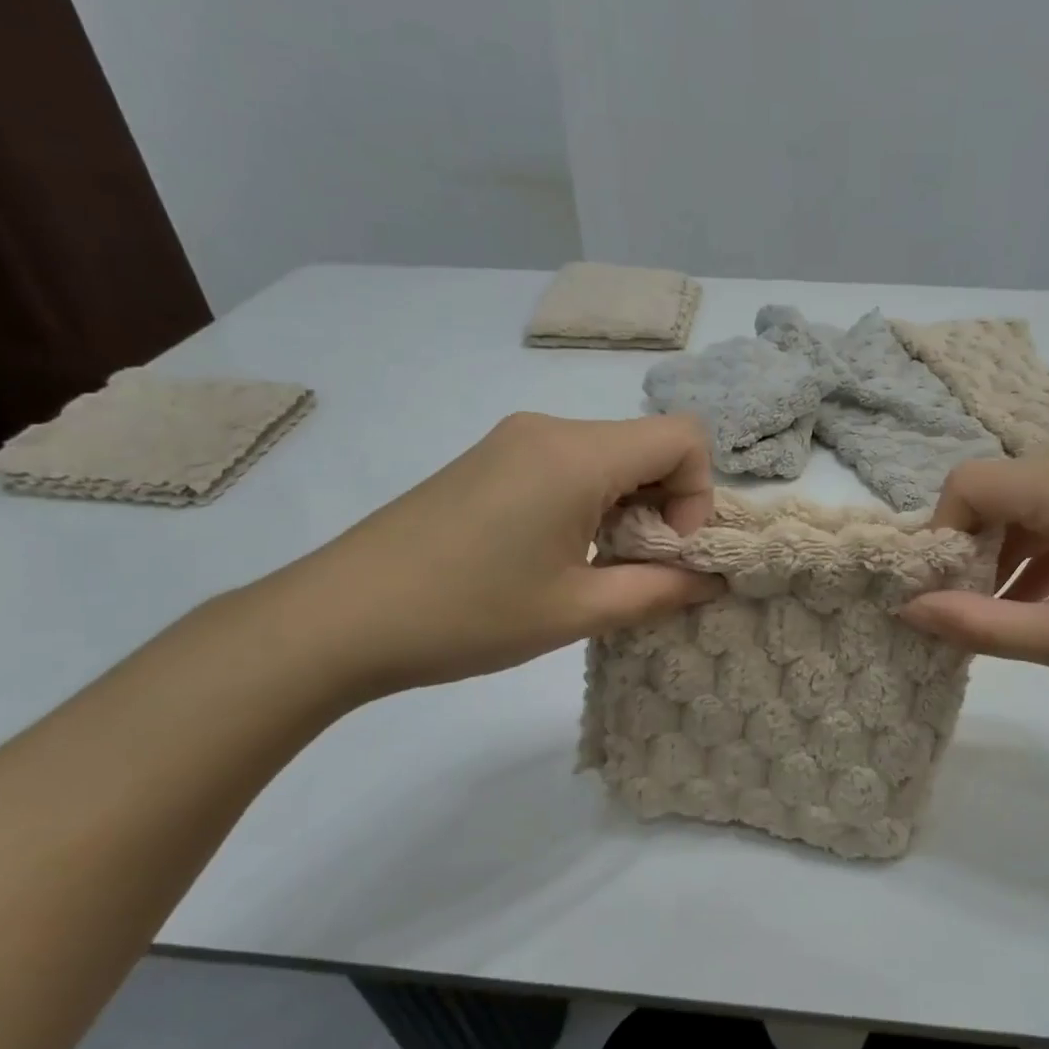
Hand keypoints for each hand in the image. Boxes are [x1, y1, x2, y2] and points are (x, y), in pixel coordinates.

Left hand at [266, 413, 722, 697]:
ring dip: (627, 507)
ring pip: (609, 456)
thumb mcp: (577, 611)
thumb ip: (660, 591)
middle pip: (647, 445)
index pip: (684, 437)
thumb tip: (710, 581)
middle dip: (664, 504)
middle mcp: (550, 429)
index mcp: (577, 454)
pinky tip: (554, 555)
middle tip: (636, 569)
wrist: (337, 619)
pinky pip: (569, 465)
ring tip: (593, 568)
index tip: (667, 550)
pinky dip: (589, 502)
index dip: (697, 494)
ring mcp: (514, 440)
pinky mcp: (489, 460)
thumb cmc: (468, 615)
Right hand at [900, 453, 1048, 720]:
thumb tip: (908, 610)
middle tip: (972, 606)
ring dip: (1006, 553)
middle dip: (972, 547)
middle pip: (998, 490)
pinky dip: (1042, 552)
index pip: (969, 482)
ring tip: (1010, 613)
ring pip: (1030, 504)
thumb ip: (978, 624)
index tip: (943, 589)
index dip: (942, 533)